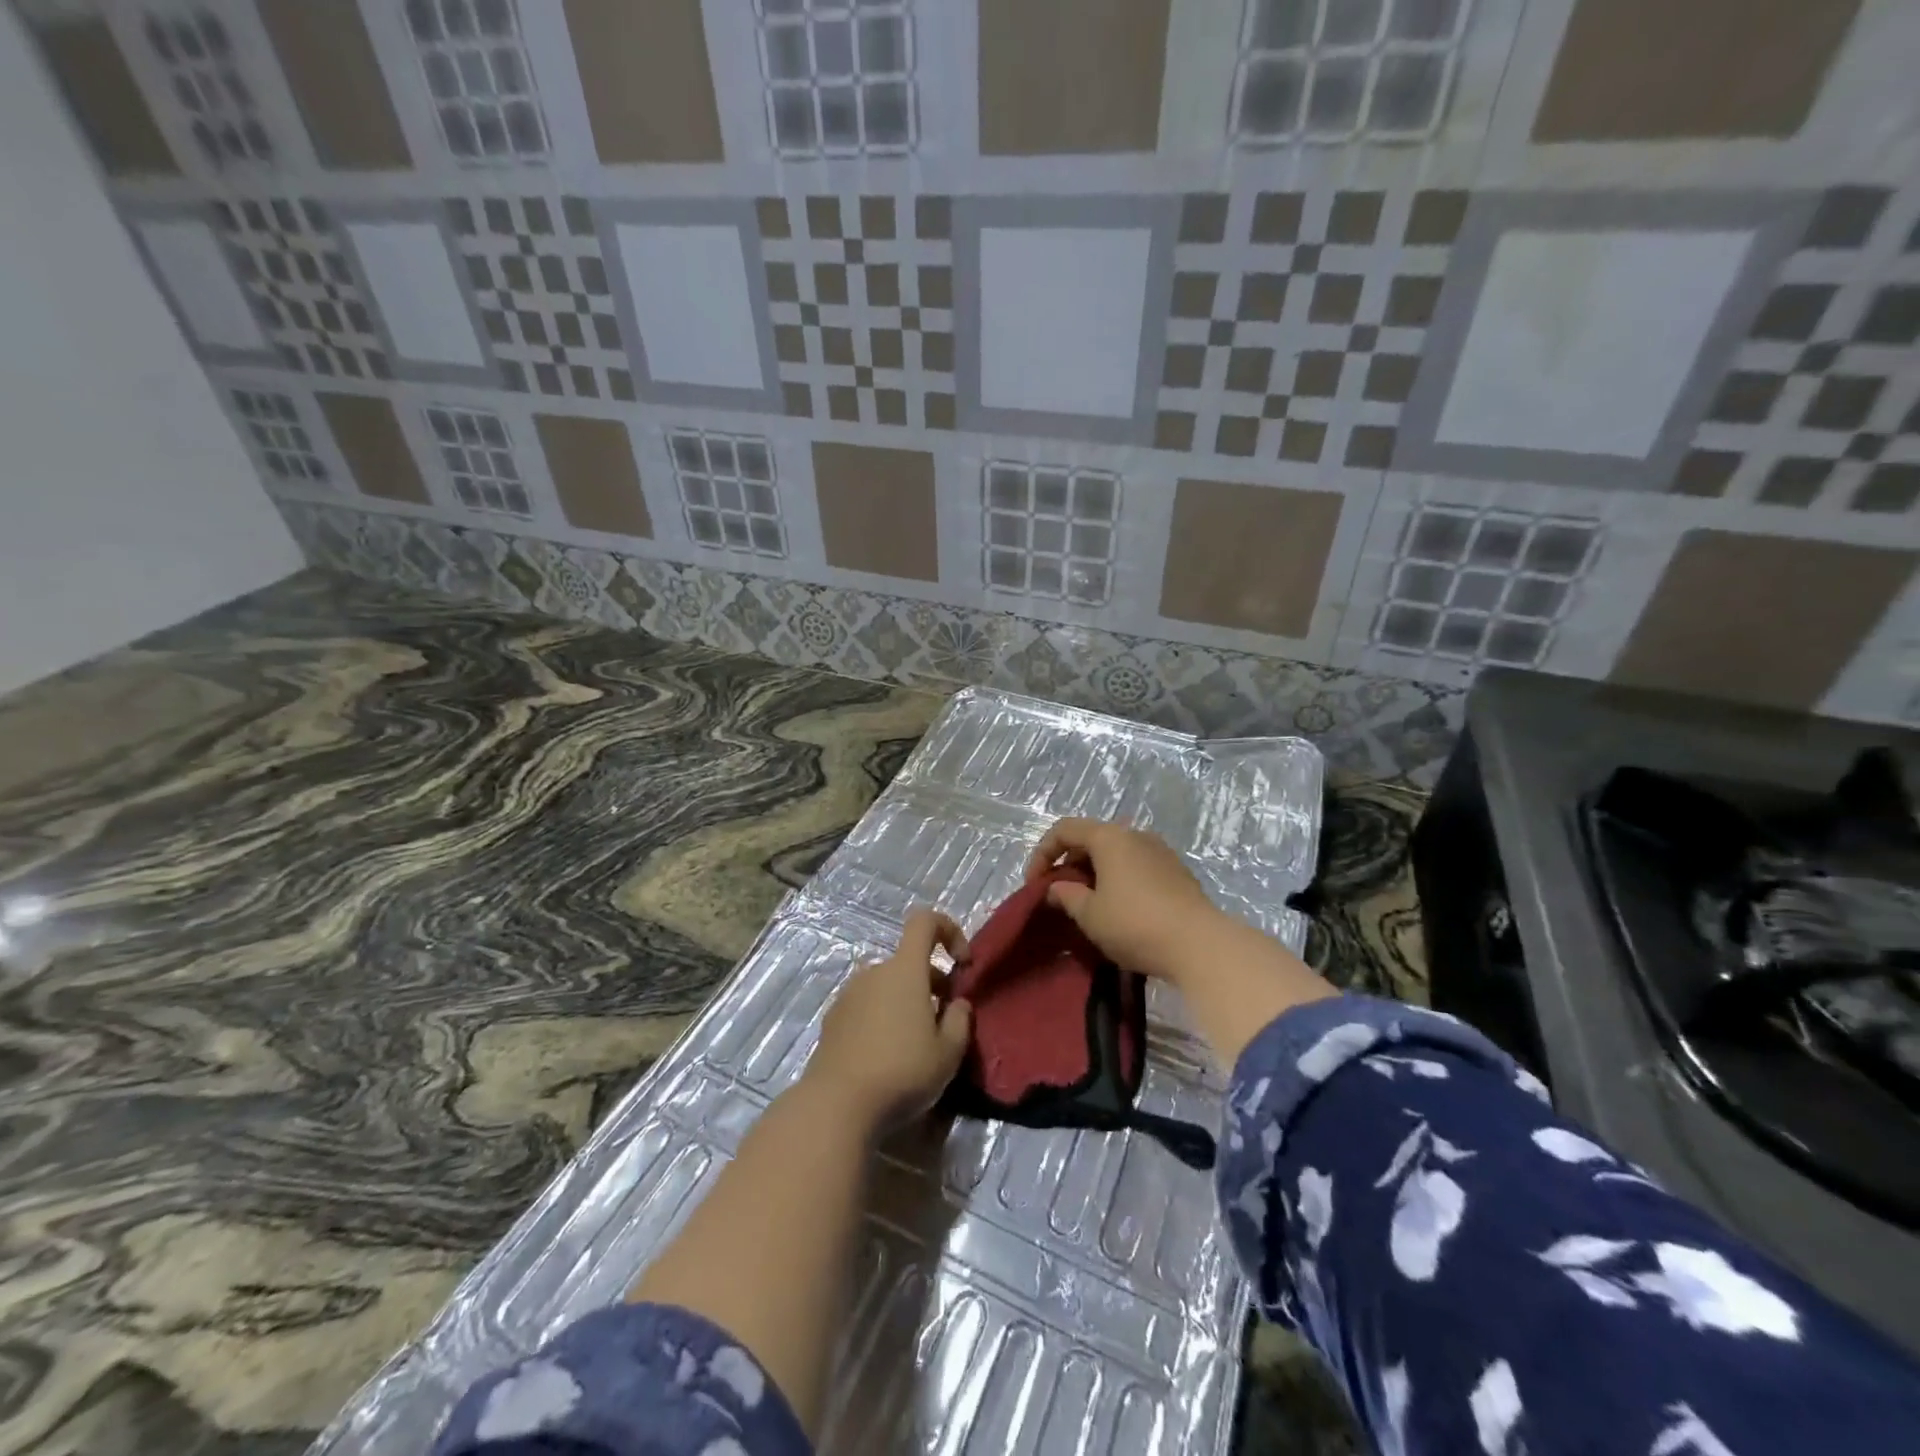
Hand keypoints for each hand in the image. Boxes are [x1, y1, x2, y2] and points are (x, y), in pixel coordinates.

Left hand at [803, 908, 973, 1132]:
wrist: (836, 1105)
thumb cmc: (902, 1072)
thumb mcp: (948, 1053)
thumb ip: (960, 1020)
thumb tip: (957, 1004)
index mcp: (904, 969)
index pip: (925, 921)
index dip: (949, 930)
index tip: (962, 964)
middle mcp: (874, 972)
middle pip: (908, 961)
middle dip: (932, 982)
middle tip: (944, 1022)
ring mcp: (849, 994)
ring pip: (887, 985)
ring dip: (906, 1002)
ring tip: (916, 1044)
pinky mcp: (833, 1019)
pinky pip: (867, 1005)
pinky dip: (883, 1017)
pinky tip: (887, 1056)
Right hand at [1024, 818, 1224, 982]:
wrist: (1200, 945)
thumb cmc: (1135, 924)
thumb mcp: (1090, 914)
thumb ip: (1066, 895)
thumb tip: (1055, 888)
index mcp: (1110, 837)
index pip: (1064, 829)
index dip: (1042, 853)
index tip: (1035, 884)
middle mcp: (1135, 834)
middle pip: (1091, 838)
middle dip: (1069, 864)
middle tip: (1060, 895)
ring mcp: (1160, 851)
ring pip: (1116, 853)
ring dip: (1095, 873)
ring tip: (1088, 903)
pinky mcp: (1177, 872)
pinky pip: (1136, 866)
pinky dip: (1118, 879)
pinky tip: (1119, 908)